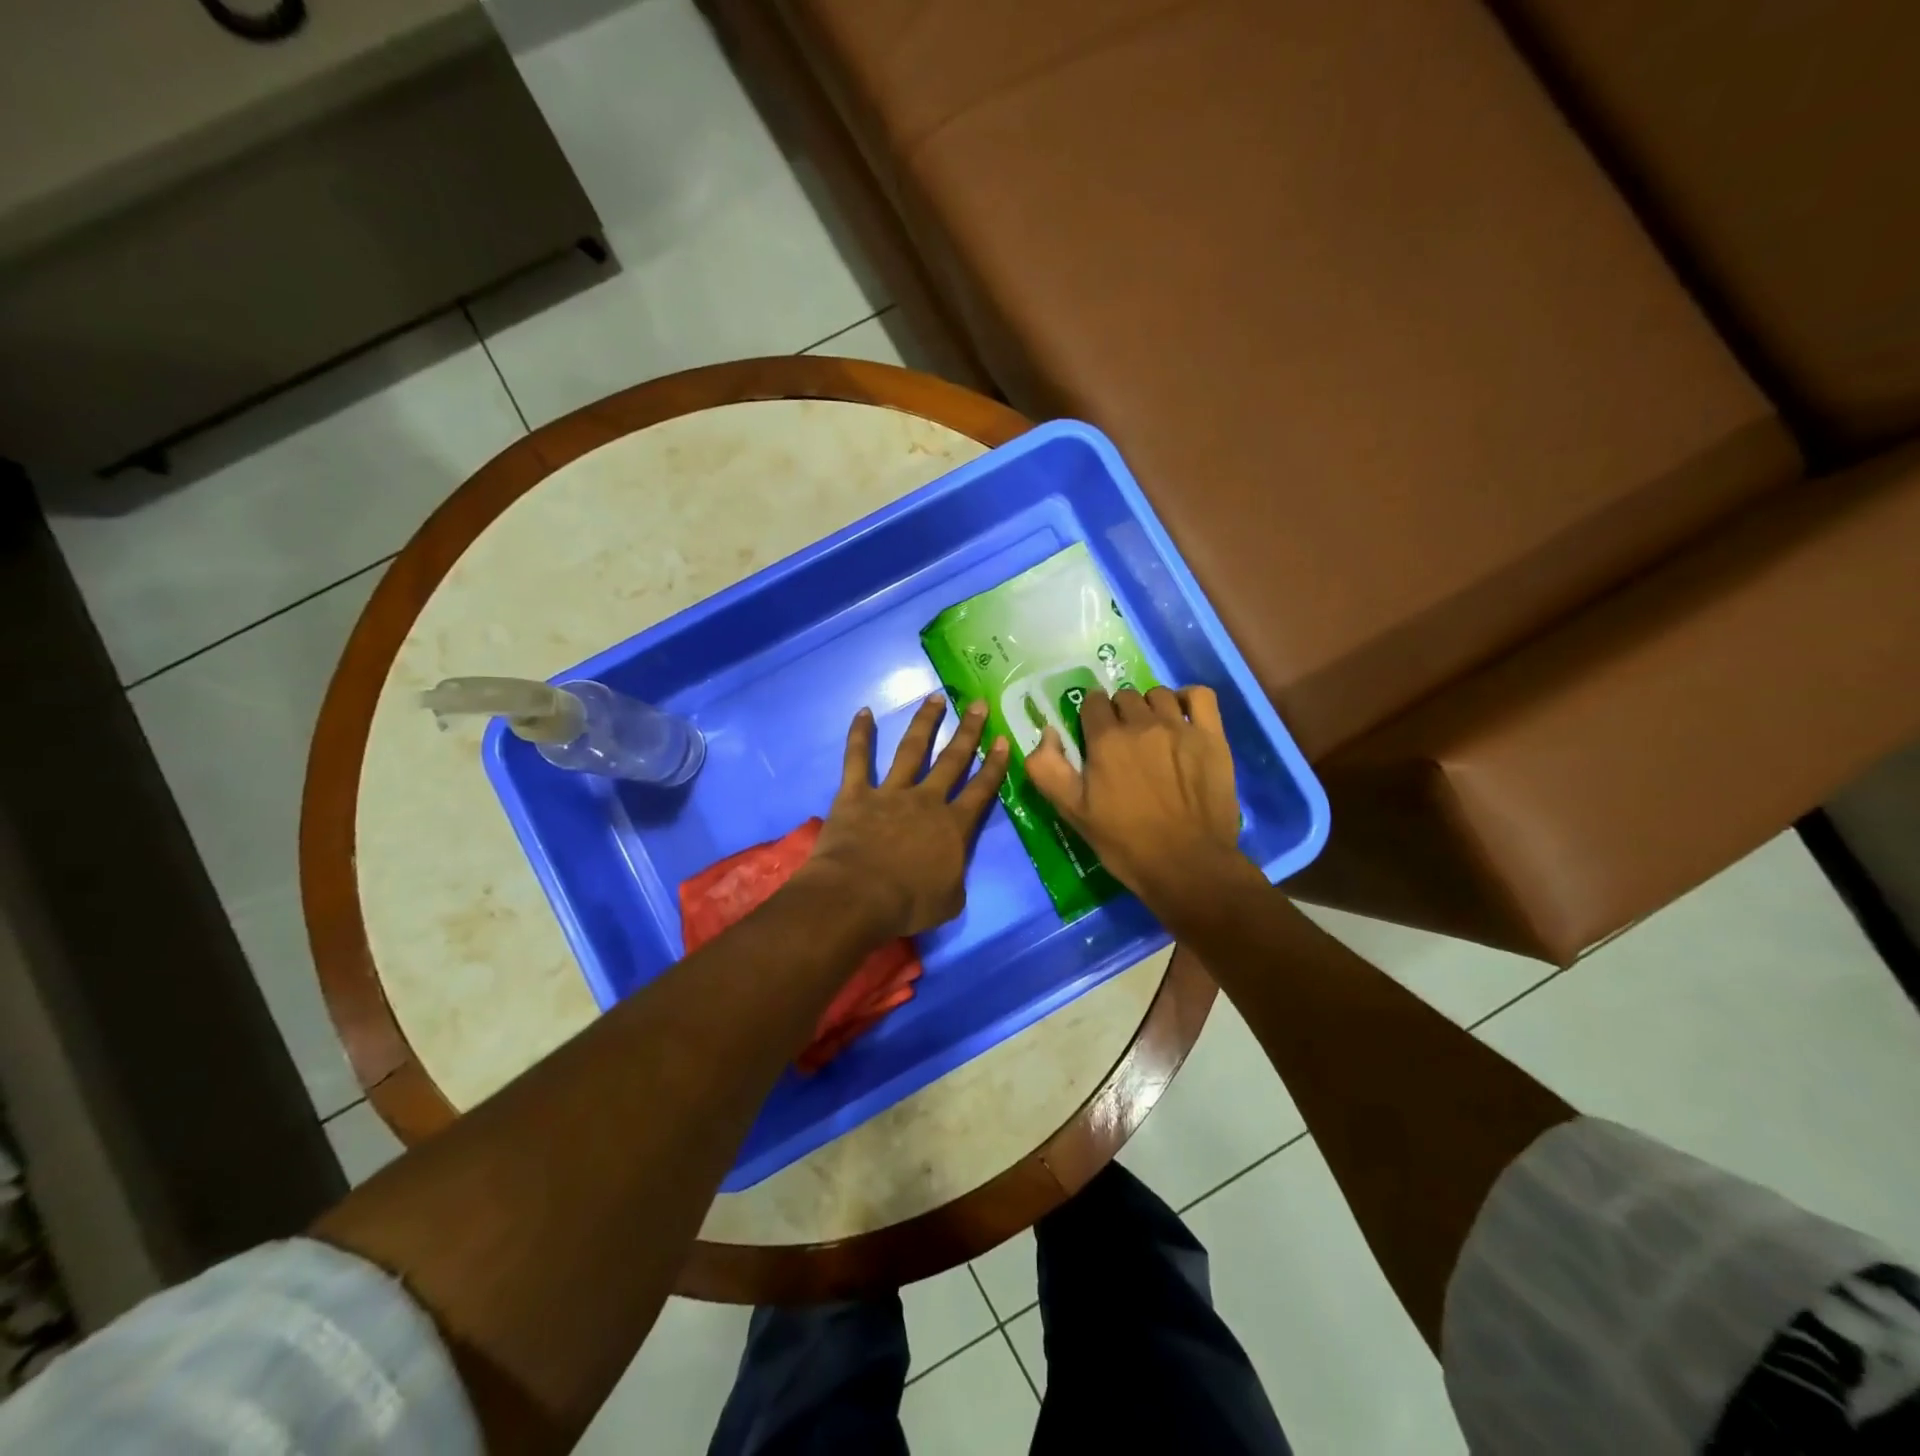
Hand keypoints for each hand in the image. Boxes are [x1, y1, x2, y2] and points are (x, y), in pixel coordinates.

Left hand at [798, 694, 1010, 938]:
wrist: (858, 897)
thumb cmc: (907, 905)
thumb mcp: (949, 901)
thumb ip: (955, 879)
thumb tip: (952, 872)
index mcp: (953, 826)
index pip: (981, 790)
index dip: (995, 765)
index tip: (1004, 740)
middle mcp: (926, 800)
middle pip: (952, 760)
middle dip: (968, 731)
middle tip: (977, 704)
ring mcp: (890, 793)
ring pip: (911, 749)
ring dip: (925, 722)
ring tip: (935, 697)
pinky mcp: (856, 794)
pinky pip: (858, 759)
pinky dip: (860, 735)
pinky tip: (864, 712)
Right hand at [1025, 685, 1248, 916]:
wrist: (1187, 865)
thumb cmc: (1125, 843)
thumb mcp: (1072, 812)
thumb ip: (1047, 769)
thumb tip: (1048, 733)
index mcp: (1105, 740)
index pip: (1092, 703)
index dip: (1090, 717)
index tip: (1094, 738)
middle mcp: (1142, 724)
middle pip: (1124, 697)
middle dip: (1118, 713)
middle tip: (1122, 742)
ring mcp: (1180, 728)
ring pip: (1158, 695)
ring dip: (1149, 706)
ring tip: (1152, 731)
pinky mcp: (1212, 737)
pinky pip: (1200, 696)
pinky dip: (1187, 698)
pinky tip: (1182, 716)